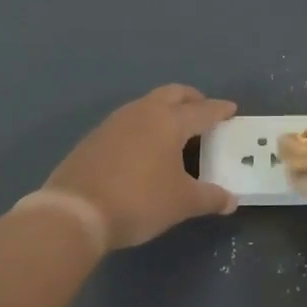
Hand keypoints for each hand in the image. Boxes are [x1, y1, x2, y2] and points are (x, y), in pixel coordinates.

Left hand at [46, 86, 238, 248]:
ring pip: (146, 105)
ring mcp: (113, 123)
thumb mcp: (182, 203)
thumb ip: (209, 198)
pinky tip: (145, 148)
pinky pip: (128, 122)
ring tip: (175, 130)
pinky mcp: (94, 138)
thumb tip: (231, 201)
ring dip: (164, 110)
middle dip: (191, 99)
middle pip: (172, 94)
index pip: (202, 110)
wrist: (75, 212)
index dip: (219, 110)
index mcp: (168, 121)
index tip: (231, 109)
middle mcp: (142, 113)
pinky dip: (144, 127)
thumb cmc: (139, 201)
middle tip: (203, 111)